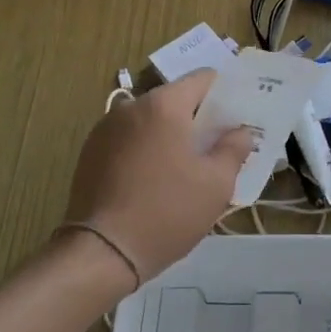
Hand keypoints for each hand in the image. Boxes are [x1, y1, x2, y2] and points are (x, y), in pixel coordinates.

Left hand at [64, 71, 254, 288]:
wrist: (102, 252)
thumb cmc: (167, 212)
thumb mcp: (216, 184)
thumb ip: (234, 148)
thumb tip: (240, 131)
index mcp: (164, 106)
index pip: (203, 78)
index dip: (225, 93)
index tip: (239, 116)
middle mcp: (131, 107)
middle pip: (175, 99)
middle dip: (199, 117)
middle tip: (220, 145)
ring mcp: (105, 130)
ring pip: (150, 121)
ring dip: (171, 134)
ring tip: (188, 166)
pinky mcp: (90, 153)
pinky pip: (129, 140)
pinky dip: (147, 149)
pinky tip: (156, 180)